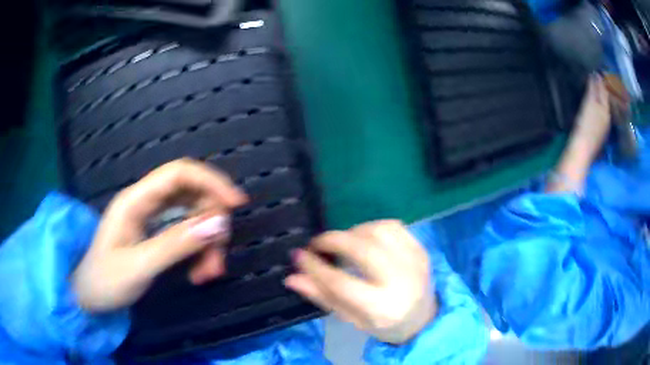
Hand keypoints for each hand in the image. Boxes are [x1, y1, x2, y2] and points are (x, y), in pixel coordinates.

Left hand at [73, 159, 247, 311]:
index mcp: (136, 200)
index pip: (179, 173)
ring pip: (193, 217)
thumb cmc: (105, 281)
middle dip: (211, 225)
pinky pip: (187, 233)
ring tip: (207, 275)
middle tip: (216, 261)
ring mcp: (152, 218)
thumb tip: (218, 223)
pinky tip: (199, 273)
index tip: (237, 204)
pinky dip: (199, 251)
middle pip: (192, 196)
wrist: (88, 296)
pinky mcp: (156, 233)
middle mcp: (146, 202)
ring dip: (207, 244)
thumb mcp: (139, 266)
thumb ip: (176, 244)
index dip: (211, 181)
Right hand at [285, 220, 435, 343]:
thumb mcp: (352, 319)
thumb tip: (292, 278)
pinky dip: (372, 227)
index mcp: (382, 308)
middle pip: (362, 250)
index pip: (341, 284)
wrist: (424, 318)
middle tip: (317, 244)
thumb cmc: (384, 324)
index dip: (315, 267)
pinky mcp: (420, 248)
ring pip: (378, 231)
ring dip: (352, 231)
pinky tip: (363, 237)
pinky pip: (393, 226)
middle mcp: (401, 281)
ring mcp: (414, 261)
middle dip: (333, 241)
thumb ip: (323, 297)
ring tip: (341, 242)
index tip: (298, 256)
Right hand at [572, 74, 611, 153]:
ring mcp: (602, 127)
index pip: (604, 91)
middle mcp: (606, 117)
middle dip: (601, 89)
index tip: (596, 70)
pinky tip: (593, 105)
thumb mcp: (589, 104)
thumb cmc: (585, 126)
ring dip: (599, 98)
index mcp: (605, 110)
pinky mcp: (597, 134)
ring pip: (603, 108)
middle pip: (605, 100)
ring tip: (594, 89)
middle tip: (595, 77)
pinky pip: (599, 115)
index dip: (600, 80)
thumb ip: (593, 89)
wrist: (581, 151)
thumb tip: (595, 74)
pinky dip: (597, 107)